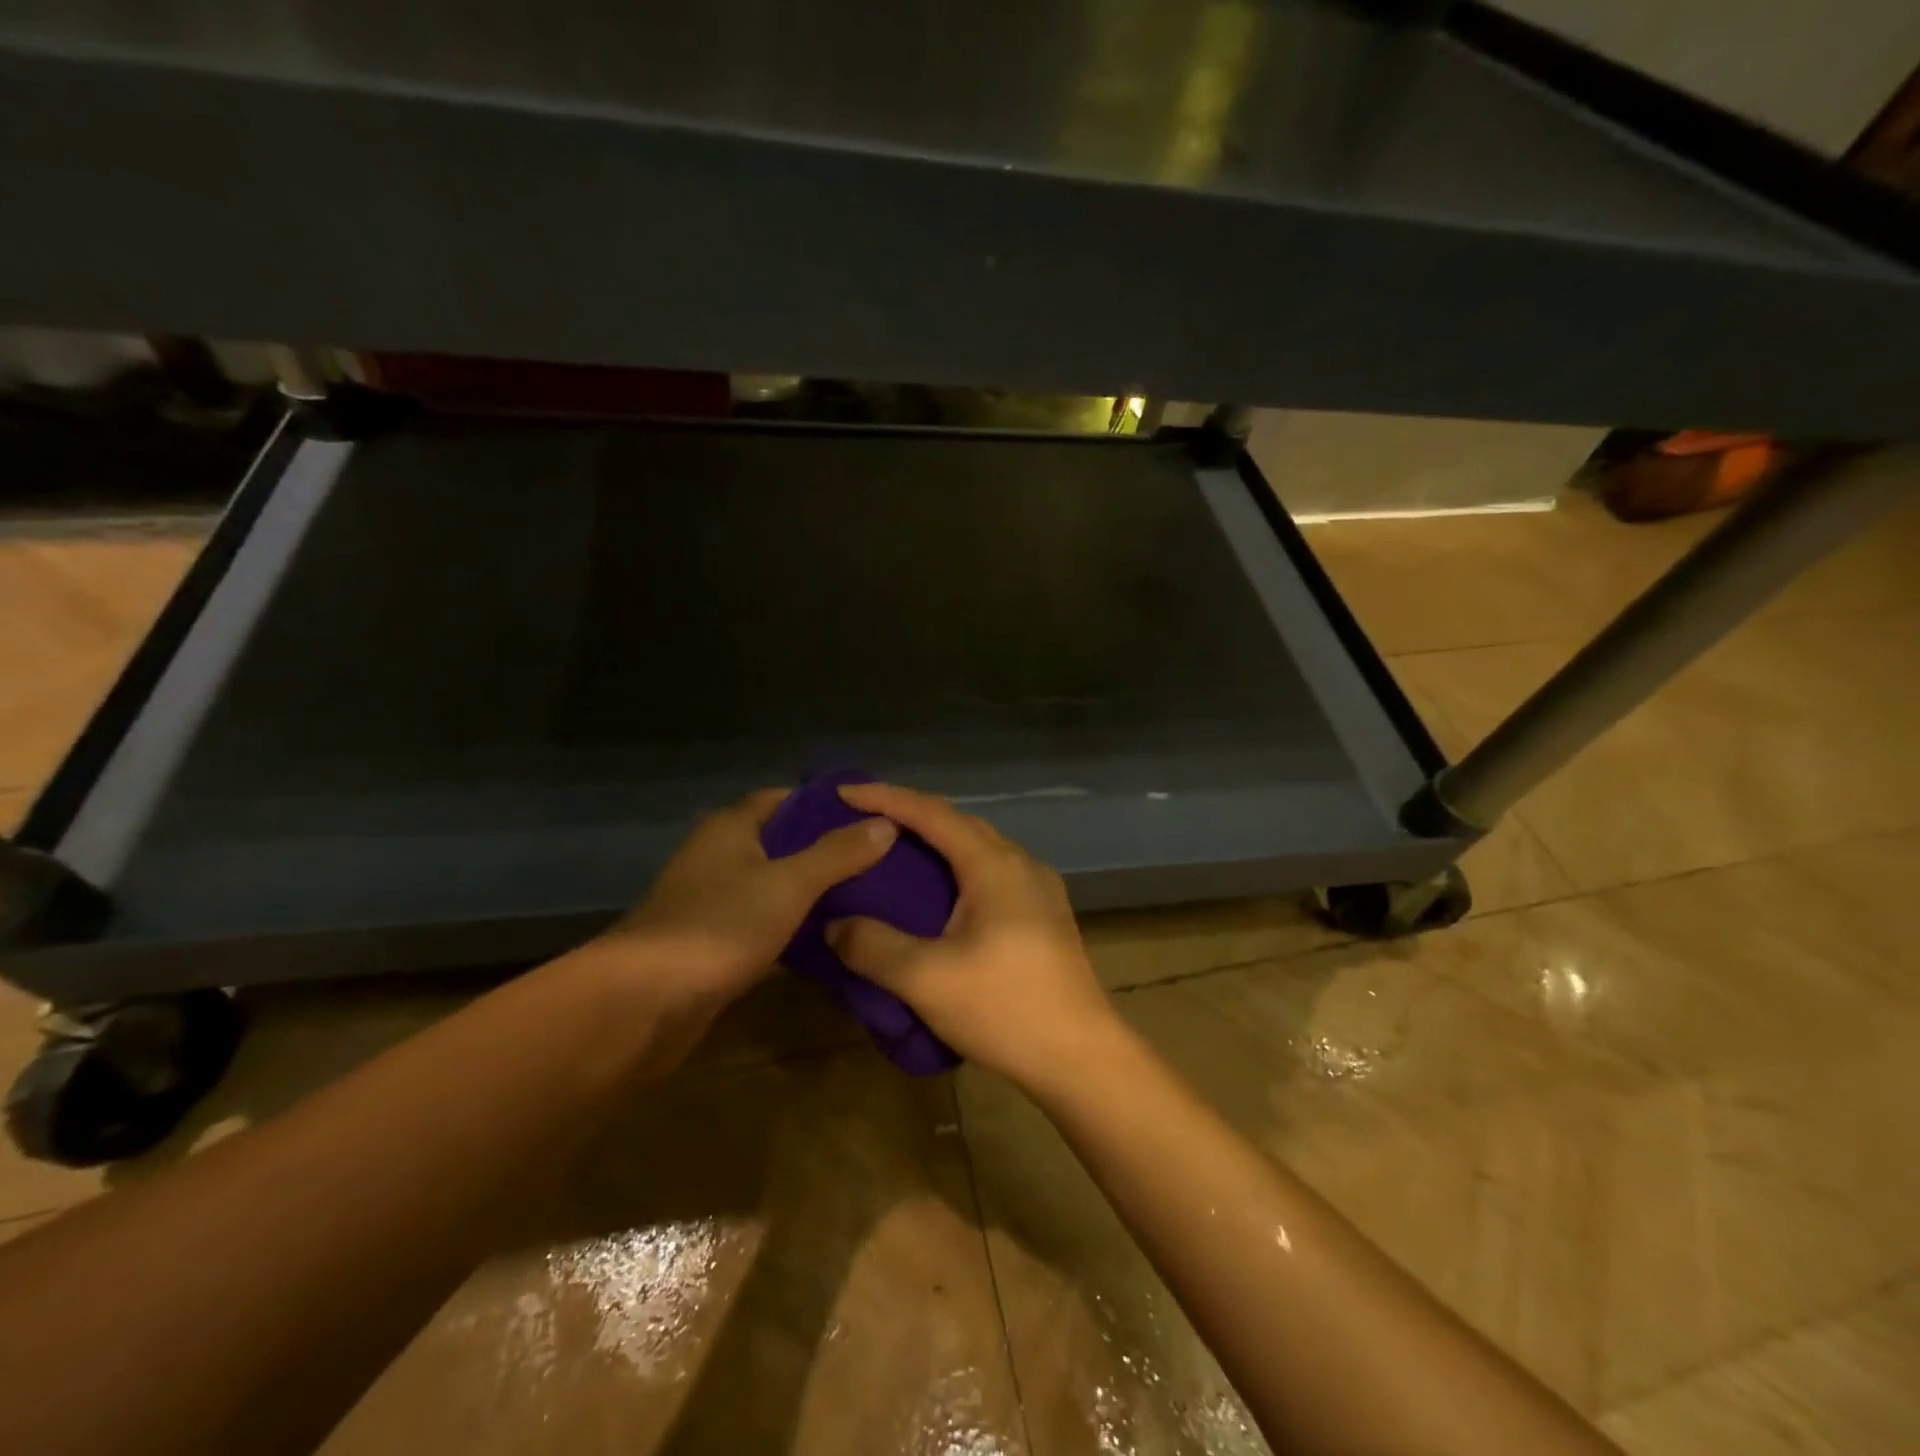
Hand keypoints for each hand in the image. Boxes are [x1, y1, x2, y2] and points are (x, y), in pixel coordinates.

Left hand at [587, 788, 896, 1009]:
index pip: (785, 799)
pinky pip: (763, 922)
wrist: (644, 1003)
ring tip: (867, 896)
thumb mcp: (789, 884)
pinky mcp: (713, 942)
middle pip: (781, 842)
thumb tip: (886, 822)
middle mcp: (718, 856)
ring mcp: (713, 901)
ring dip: (812, 890)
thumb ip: (838, 853)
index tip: (872, 816)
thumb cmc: (719, 926)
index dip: (827, 804)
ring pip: (773, 885)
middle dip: (827, 849)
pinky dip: (793, 925)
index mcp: (731, 827)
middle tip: (880, 859)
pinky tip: (829, 938)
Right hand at [825, 783, 1119, 1090]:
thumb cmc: (1004, 1009)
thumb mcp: (926, 980)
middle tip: (864, 822)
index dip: (884, 797)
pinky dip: (957, 867)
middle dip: (909, 814)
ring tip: (896, 854)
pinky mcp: (1045, 912)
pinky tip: (941, 894)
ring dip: (936, 842)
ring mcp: (1038, 886)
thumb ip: (872, 946)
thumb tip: (833, 925)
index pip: (931, 813)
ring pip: (978, 846)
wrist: (1081, 1055)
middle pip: (957, 822)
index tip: (843, 791)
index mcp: (993, 865)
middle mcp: (1020, 862)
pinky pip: (991, 870)